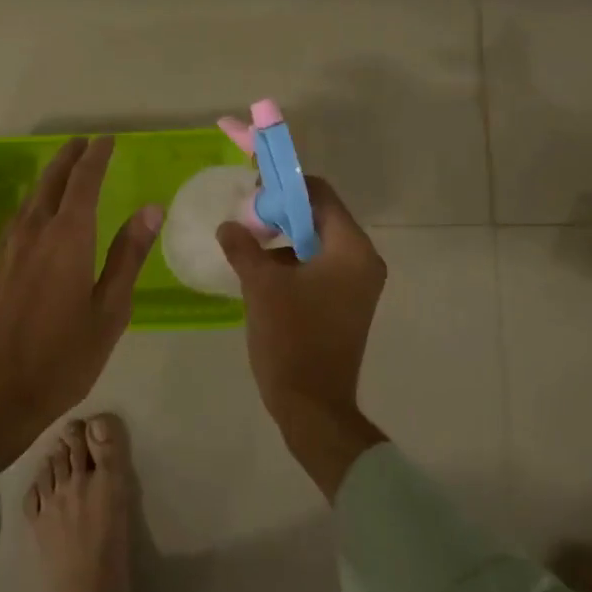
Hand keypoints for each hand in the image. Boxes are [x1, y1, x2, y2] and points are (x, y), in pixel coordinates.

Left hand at [0, 137, 162, 469]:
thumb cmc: (60, 360)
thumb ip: (127, 256)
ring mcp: (4, 251)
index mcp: (67, 239)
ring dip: (47, 180)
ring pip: (28, 201)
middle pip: (50, 182)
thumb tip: (151, 209)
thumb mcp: (108, 312)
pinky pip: (13, 224)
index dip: (96, 157)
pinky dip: (30, 208)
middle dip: (68, 159)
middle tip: (83, 144)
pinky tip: (34, 219)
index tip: (106, 140)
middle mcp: (32, 234)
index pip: (83, 182)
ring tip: (61, 173)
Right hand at [216, 177, 389, 499]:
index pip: (320, 195)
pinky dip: (293, 261)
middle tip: (246, 214)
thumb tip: (228, 226)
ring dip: (285, 237)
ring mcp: (357, 284)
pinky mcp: (346, 303)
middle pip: (320, 217)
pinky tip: (261, 270)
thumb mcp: (261, 286)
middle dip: (282, 212)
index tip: (254, 188)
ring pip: (318, 243)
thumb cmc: (291, 338)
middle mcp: (363, 261)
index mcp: (351, 249)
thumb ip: (244, 247)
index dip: (286, 185)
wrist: (312, 406)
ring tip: (248, 241)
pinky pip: (320, 267)